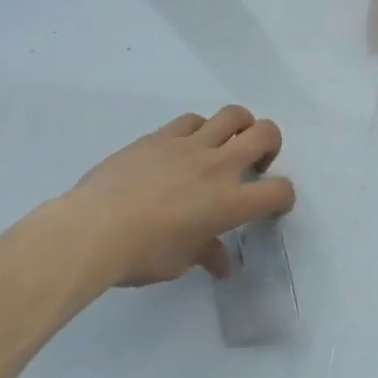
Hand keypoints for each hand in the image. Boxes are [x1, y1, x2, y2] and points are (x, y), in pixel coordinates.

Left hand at [62, 106, 294, 288]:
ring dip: (239, 127)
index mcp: (230, 202)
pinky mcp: (162, 136)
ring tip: (226, 144)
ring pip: (233, 115)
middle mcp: (219, 166)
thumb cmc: (141, 255)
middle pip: (266, 133)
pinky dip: (198, 130)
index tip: (274, 205)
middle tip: (256, 163)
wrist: (93, 229)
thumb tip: (220, 262)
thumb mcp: (179, 263)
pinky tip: (184, 147)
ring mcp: (190, 145)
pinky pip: (192, 120)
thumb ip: (205, 253)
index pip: (278, 191)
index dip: (283, 197)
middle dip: (271, 144)